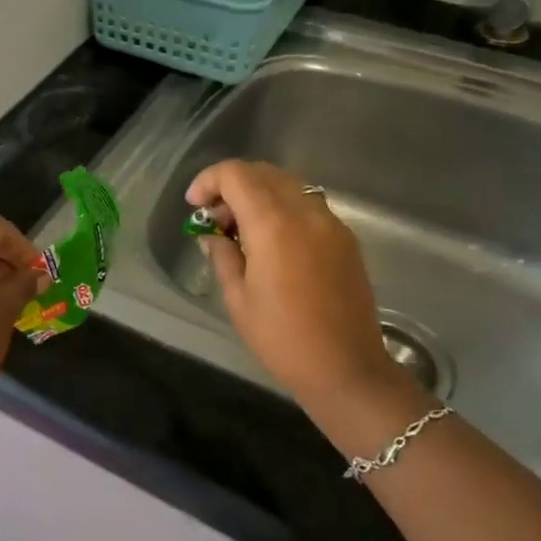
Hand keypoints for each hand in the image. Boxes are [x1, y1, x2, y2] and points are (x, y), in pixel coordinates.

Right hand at [186, 159, 403, 415]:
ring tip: (242, 229)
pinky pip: (307, 205)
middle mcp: (305, 212)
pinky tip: (273, 241)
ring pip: (288, 185)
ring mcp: (330, 222)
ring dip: (259, 194)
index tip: (194, 206)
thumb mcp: (238, 298)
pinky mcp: (345, 238)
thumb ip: (222, 256)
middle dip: (232, 186)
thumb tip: (212, 236)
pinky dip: (283, 208)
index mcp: (273, 224)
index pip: (236, 175)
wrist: (346, 367)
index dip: (208, 181)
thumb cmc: (282, 337)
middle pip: (263, 172)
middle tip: (215, 219)